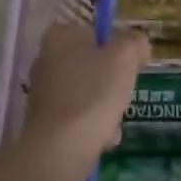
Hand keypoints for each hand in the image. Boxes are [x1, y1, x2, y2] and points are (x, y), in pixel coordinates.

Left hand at [18, 22, 149, 180]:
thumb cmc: (94, 92)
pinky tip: (103, 138)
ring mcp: (44, 93)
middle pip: (94, 64)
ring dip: (107, 107)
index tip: (129, 64)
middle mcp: (46, 60)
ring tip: (113, 120)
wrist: (60, 149)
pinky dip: (94, 127)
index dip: (117, 46)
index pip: (95, 31)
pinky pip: (80, 117)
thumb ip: (135, 41)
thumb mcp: (126, 56)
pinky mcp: (45, 122)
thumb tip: (136, 43)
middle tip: (123, 92)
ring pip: (90, 93)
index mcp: (60, 36)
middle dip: (113, 81)